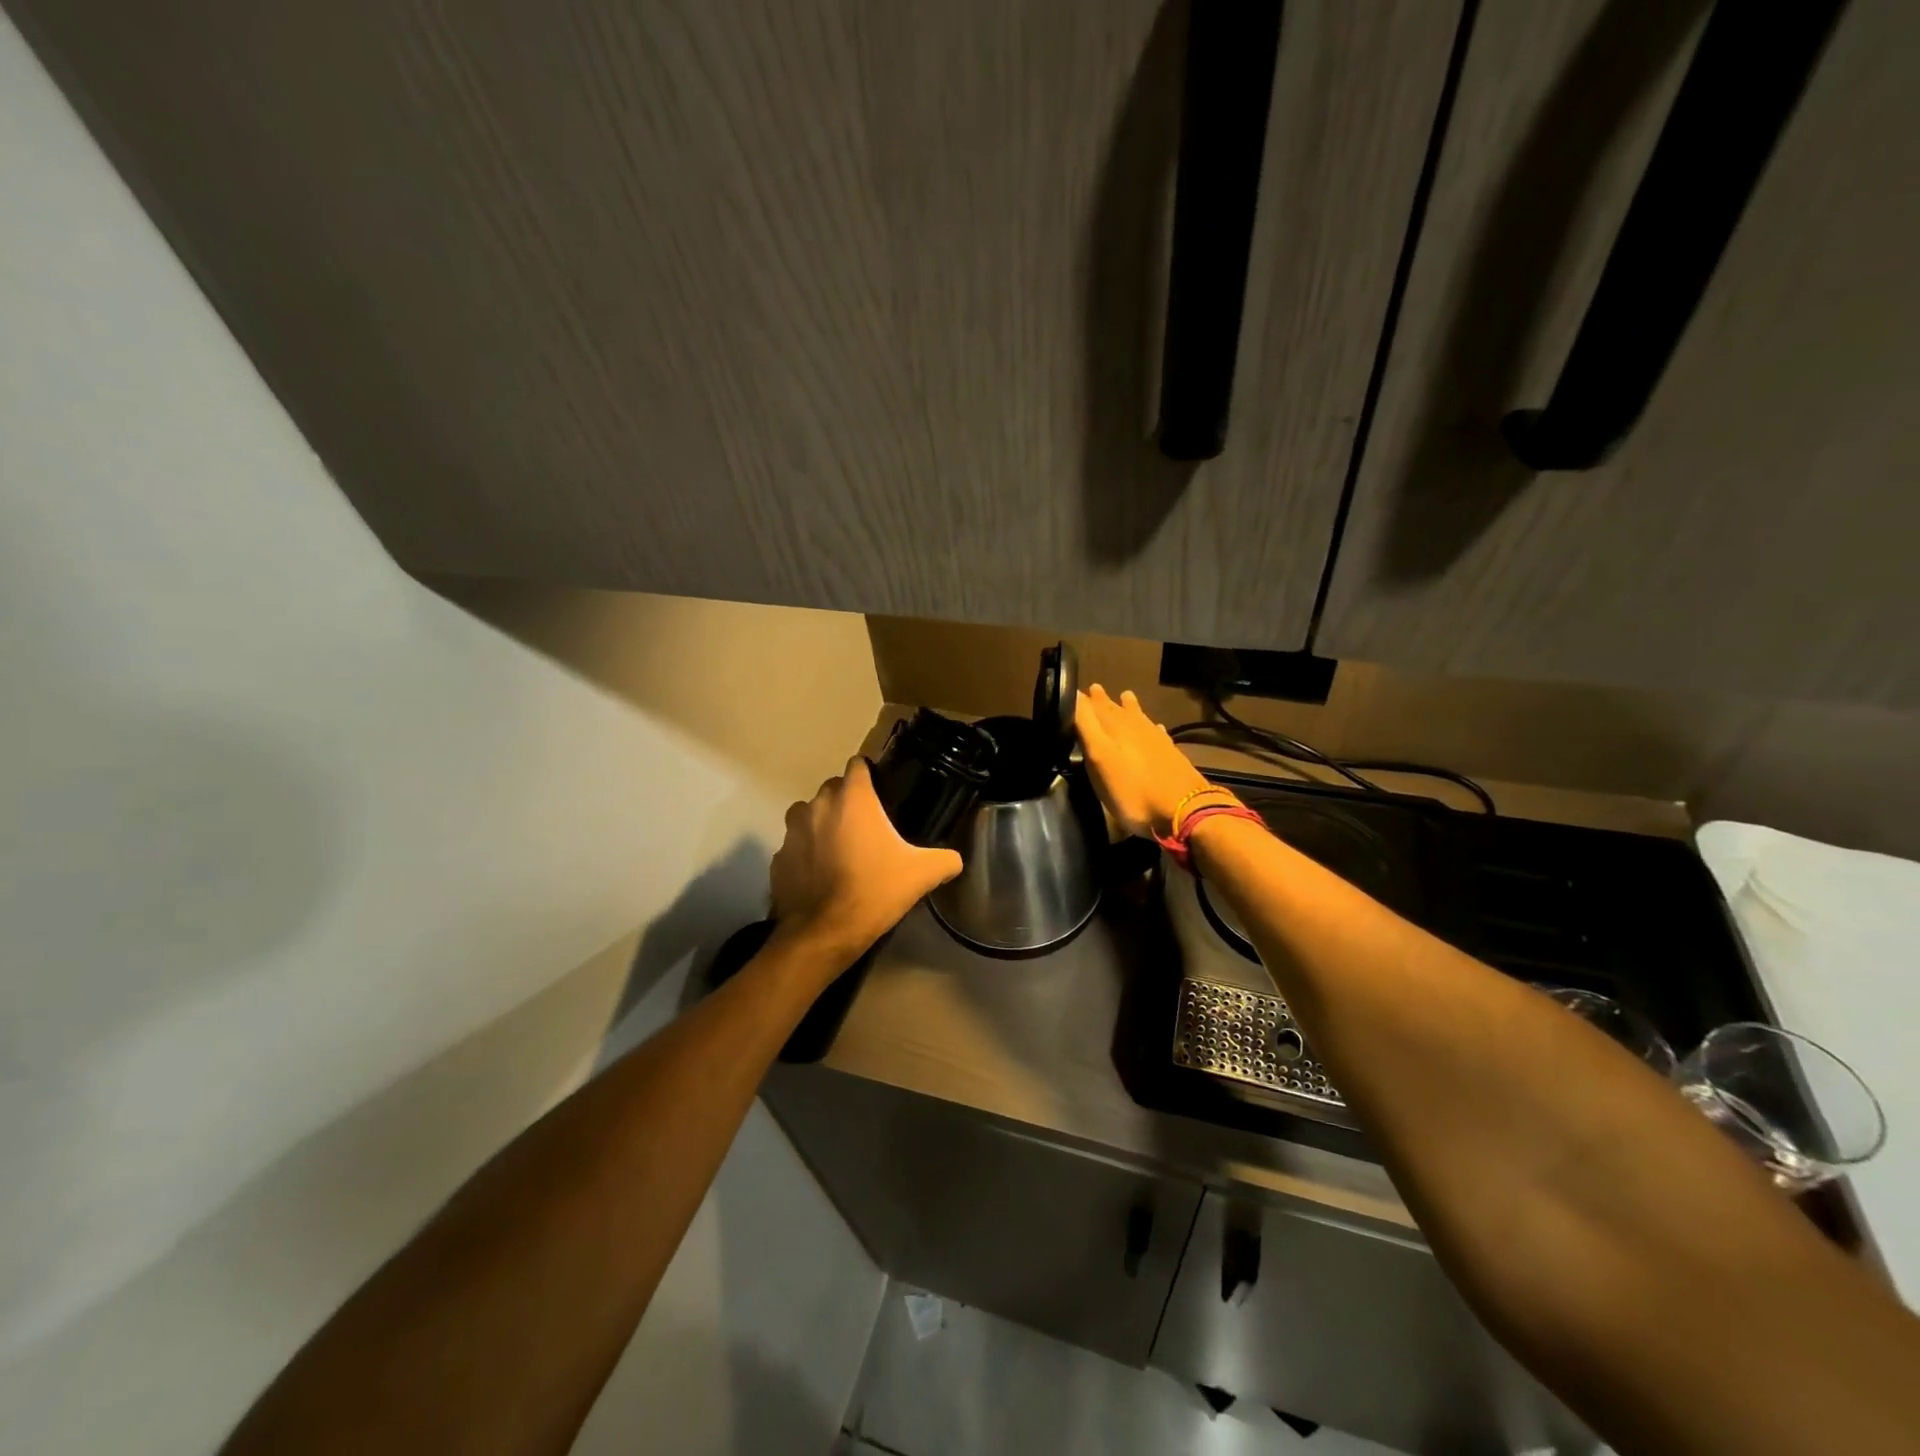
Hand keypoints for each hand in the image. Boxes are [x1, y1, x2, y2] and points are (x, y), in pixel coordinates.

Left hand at [770, 757, 963, 959]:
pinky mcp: (778, 858)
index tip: (881, 791)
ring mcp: (792, 832)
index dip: (869, 774)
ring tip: (839, 847)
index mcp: (853, 799)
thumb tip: (956, 860)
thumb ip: (945, 860)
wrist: (825, 932)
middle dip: (847, 801)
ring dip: (821, 823)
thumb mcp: (922, 875)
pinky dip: (805, 854)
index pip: (858, 765)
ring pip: (807, 814)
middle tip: (866, 826)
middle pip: (833, 789)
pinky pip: (794, 846)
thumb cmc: (875, 891)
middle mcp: (818, 806)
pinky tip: (819, 874)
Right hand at [1075, 685, 1212, 838]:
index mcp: (1115, 727)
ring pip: (1138, 717)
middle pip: (1116, 709)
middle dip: (1103, 700)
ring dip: (1129, 707)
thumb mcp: (1099, 758)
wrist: (1182, 810)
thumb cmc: (1132, 790)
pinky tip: (1155, 727)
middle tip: (1095, 689)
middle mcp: (1135, 727)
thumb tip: (1074, 694)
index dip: (1081, 699)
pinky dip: (1151, 727)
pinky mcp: (1170, 754)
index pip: (1093, 706)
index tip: (1072, 690)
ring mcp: (1155, 740)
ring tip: (1125, 695)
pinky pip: (1157, 733)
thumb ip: (1087, 726)